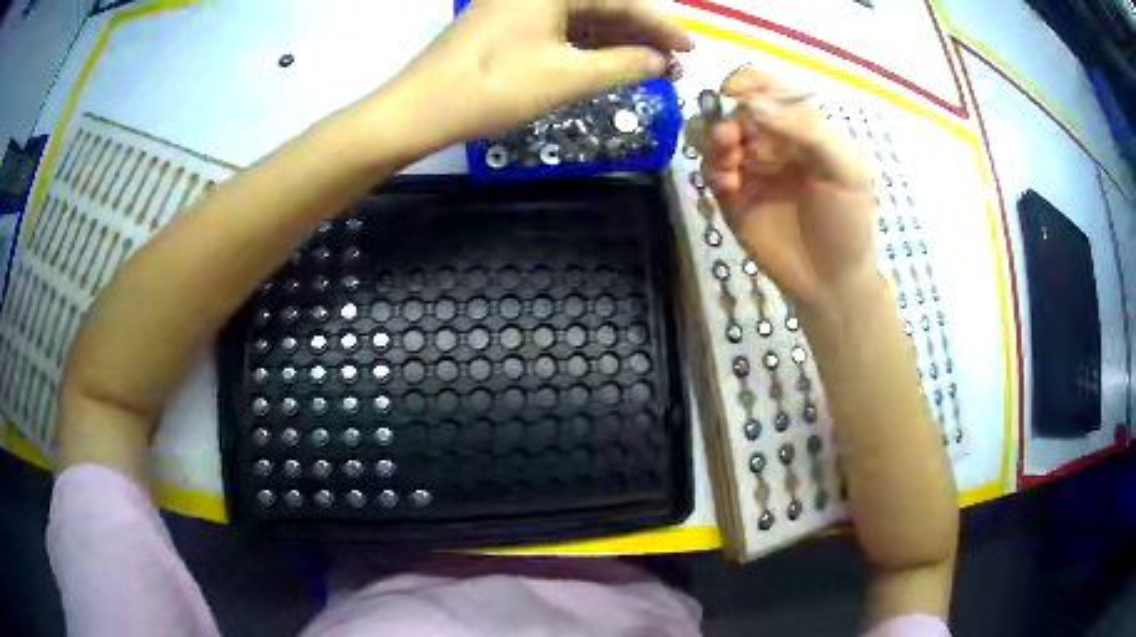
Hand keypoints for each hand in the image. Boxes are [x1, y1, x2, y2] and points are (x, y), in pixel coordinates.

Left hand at [376, 0, 691, 151]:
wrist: (418, 109)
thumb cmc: (493, 87)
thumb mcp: (568, 76)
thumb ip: (624, 65)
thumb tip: (662, 62)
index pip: (621, 1)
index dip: (660, 26)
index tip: (691, 49)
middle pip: (601, 5)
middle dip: (639, 34)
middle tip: (671, 63)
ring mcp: (516, 6)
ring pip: (580, 17)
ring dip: (615, 41)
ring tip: (648, 68)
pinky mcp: (505, 25)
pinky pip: (558, 28)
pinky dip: (585, 46)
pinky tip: (607, 63)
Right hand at [691, 67, 877, 307]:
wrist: (832, 282)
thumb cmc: (848, 223)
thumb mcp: (845, 171)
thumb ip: (805, 131)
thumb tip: (753, 105)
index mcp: (802, 129)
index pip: (768, 89)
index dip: (747, 82)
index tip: (733, 91)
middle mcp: (772, 142)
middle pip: (733, 108)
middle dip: (725, 115)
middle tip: (730, 137)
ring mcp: (749, 169)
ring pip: (712, 135)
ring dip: (710, 138)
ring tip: (727, 160)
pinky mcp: (731, 197)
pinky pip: (709, 170)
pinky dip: (711, 169)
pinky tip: (728, 184)